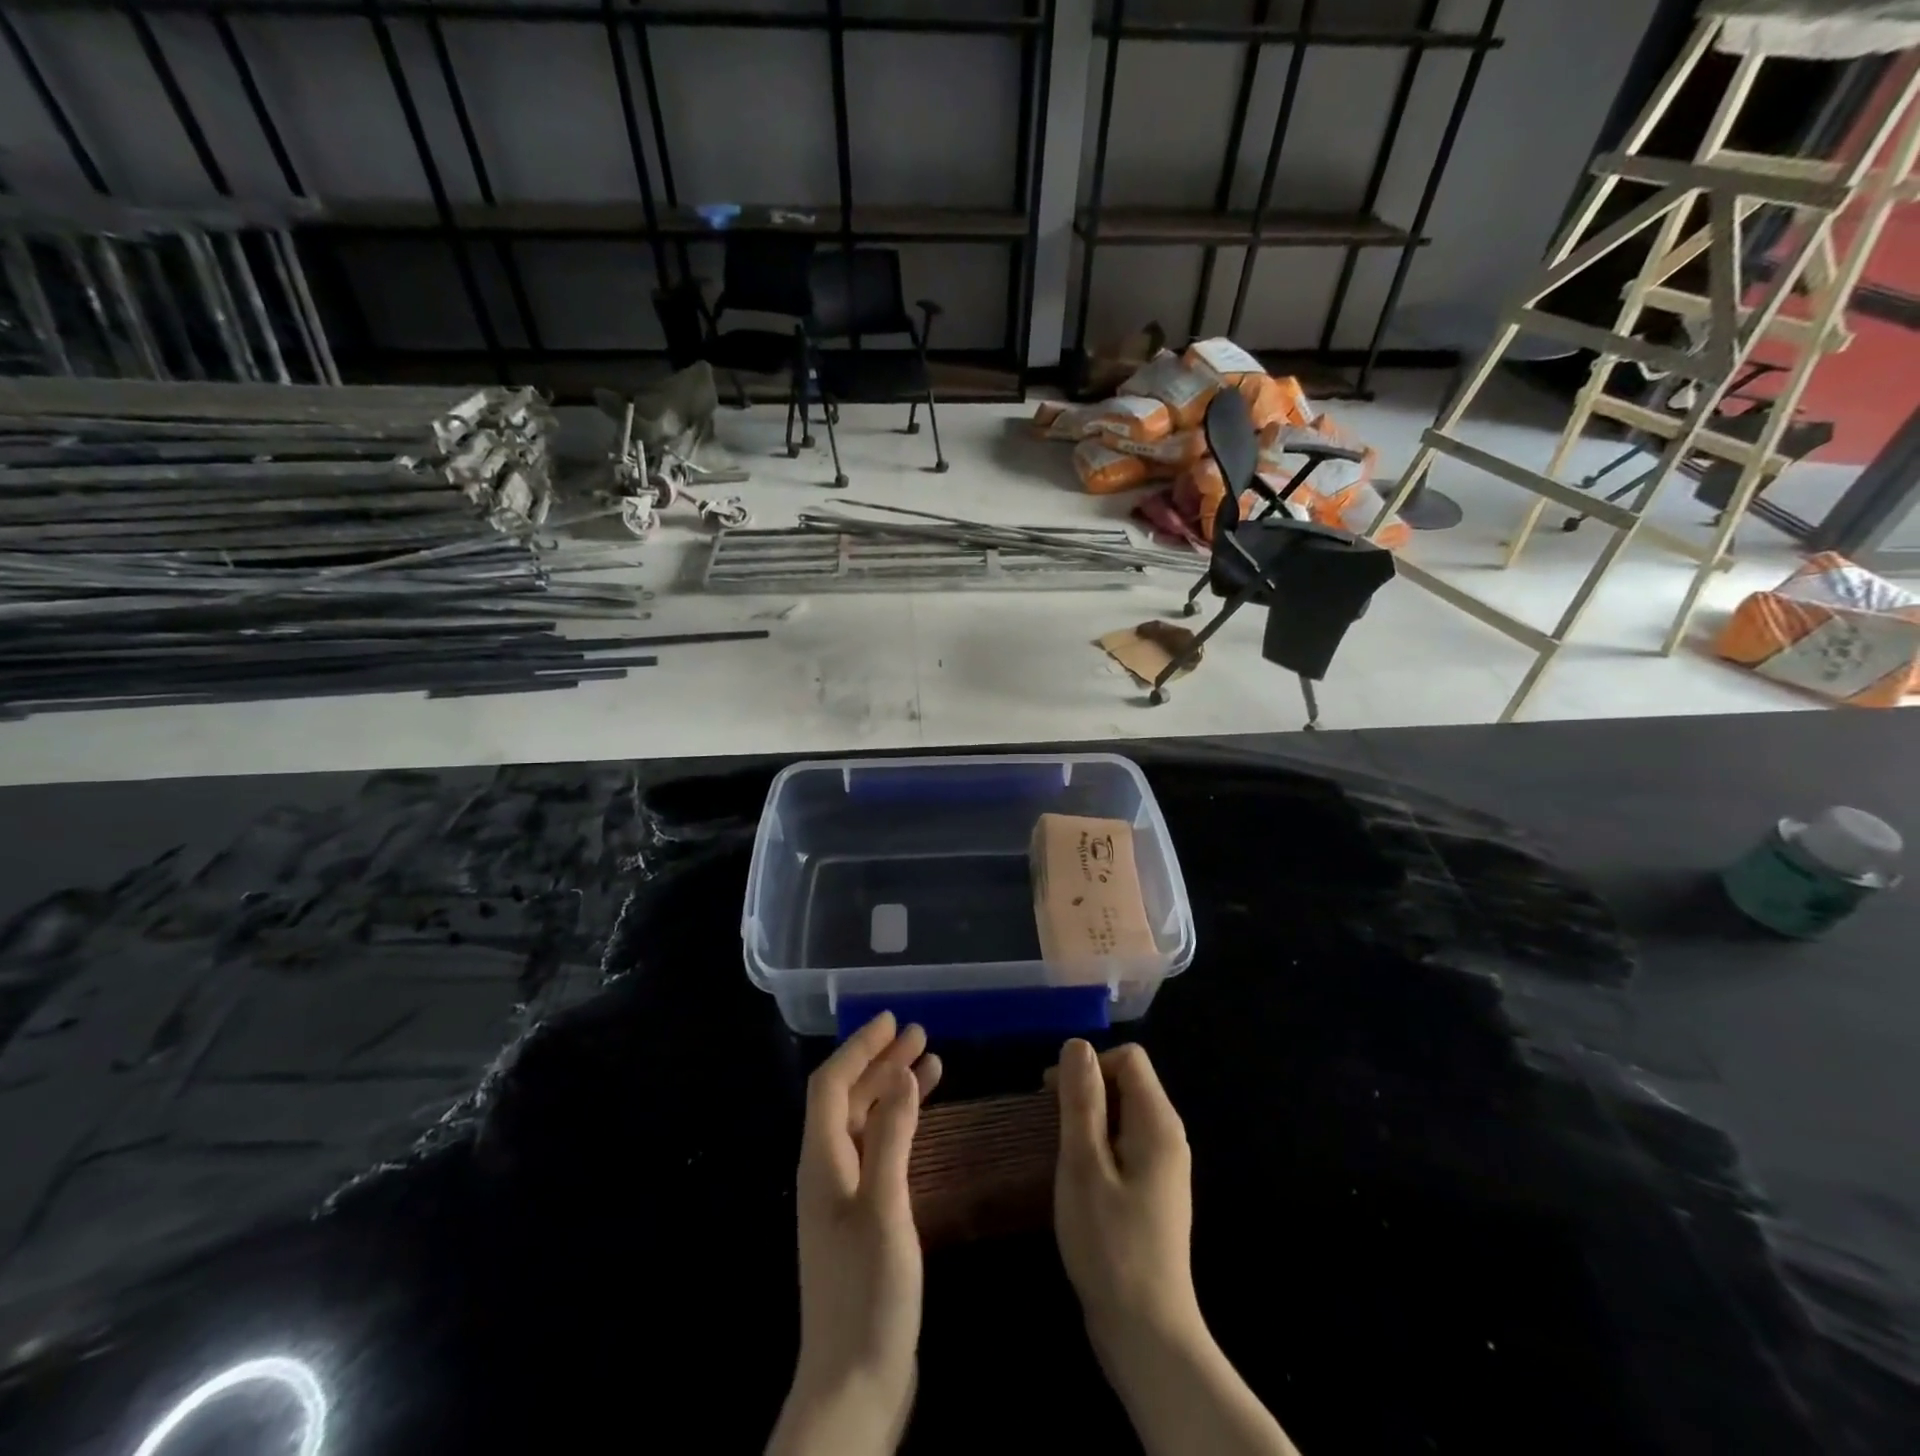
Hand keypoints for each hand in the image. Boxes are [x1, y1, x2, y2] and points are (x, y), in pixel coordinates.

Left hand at [768, 1013, 941, 1455]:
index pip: (831, 1085)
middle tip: (918, 1033)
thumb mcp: (885, 1208)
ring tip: (931, 1063)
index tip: (890, 1020)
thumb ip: (891, 1137)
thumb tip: (901, 1075)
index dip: (858, 1048)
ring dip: (893, 1090)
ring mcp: (844, 1197)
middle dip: (880, 1062)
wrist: (854, 1387)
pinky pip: (879, 1150)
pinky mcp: (863, 1219)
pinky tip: (925, 1120)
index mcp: (822, 1162)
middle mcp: (827, 1170)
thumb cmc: (868, 1294)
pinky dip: (900, 1125)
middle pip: (848, 1099)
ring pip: (866, 1123)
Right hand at [1052, 1041, 1299, 1455]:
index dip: (1089, 1064)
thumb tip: (1077, 1044)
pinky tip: (1077, 1176)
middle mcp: (1168, 1136)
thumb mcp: (1084, 1165)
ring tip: (1059, 1150)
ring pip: (1123, 1113)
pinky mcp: (1153, 1191)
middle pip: (1127, 1082)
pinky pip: (1125, 1143)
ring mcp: (1163, 1166)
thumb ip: (1082, 1101)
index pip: (1128, 1058)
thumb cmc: (1110, 1245)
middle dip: (1086, 1090)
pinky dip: (1098, 1144)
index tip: (1053, 1094)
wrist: (1146, 1335)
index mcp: (1158, 1123)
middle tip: (1048, 1122)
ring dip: (1089, 1118)